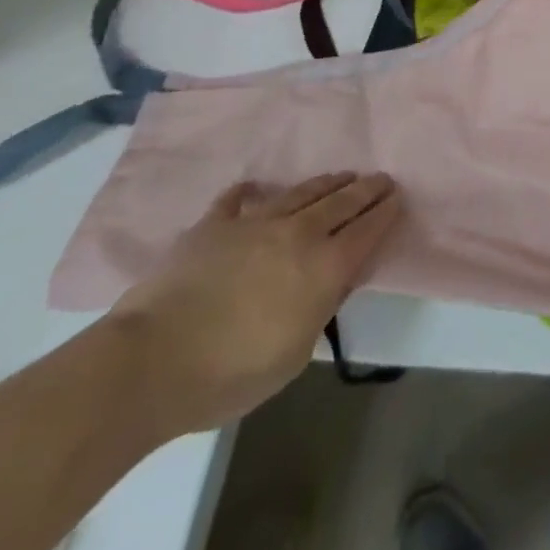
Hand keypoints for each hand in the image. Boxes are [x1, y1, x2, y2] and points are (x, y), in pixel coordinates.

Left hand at [106, 171, 402, 436]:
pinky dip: (248, 193)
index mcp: (324, 266)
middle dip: (366, 188)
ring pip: (301, 192)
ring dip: (326, 183)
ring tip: (340, 176)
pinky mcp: (213, 225)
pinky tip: (253, 187)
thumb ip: (322, 310)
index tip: (397, 197)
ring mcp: (255, 223)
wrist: (151, 363)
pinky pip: (236, 200)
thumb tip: (336, 281)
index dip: (386, 212)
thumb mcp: (294, 355)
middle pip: (342, 201)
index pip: (367, 230)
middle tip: (381, 178)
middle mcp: (299, 233)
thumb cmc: (230, 373)